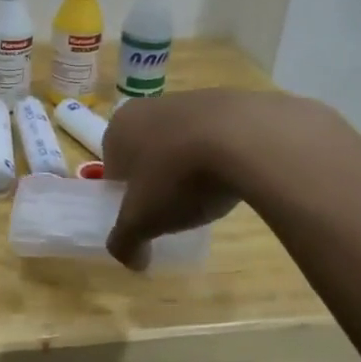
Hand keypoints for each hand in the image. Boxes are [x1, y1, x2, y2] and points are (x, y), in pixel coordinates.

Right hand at [101, 90, 252, 269]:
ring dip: (190, 167)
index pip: (114, 167)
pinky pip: (216, 136)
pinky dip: (221, 155)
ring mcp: (191, 99)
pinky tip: (235, 177)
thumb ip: (126, 242)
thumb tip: (131, 262)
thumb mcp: (143, 220)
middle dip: (159, 179)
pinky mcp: (230, 101)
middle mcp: (149, 106)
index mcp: (119, 127)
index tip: (146, 215)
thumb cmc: (178, 176)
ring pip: (182, 142)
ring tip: (209, 194)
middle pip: (148, 152)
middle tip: (176, 208)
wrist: (246, 138)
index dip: (127, 195)